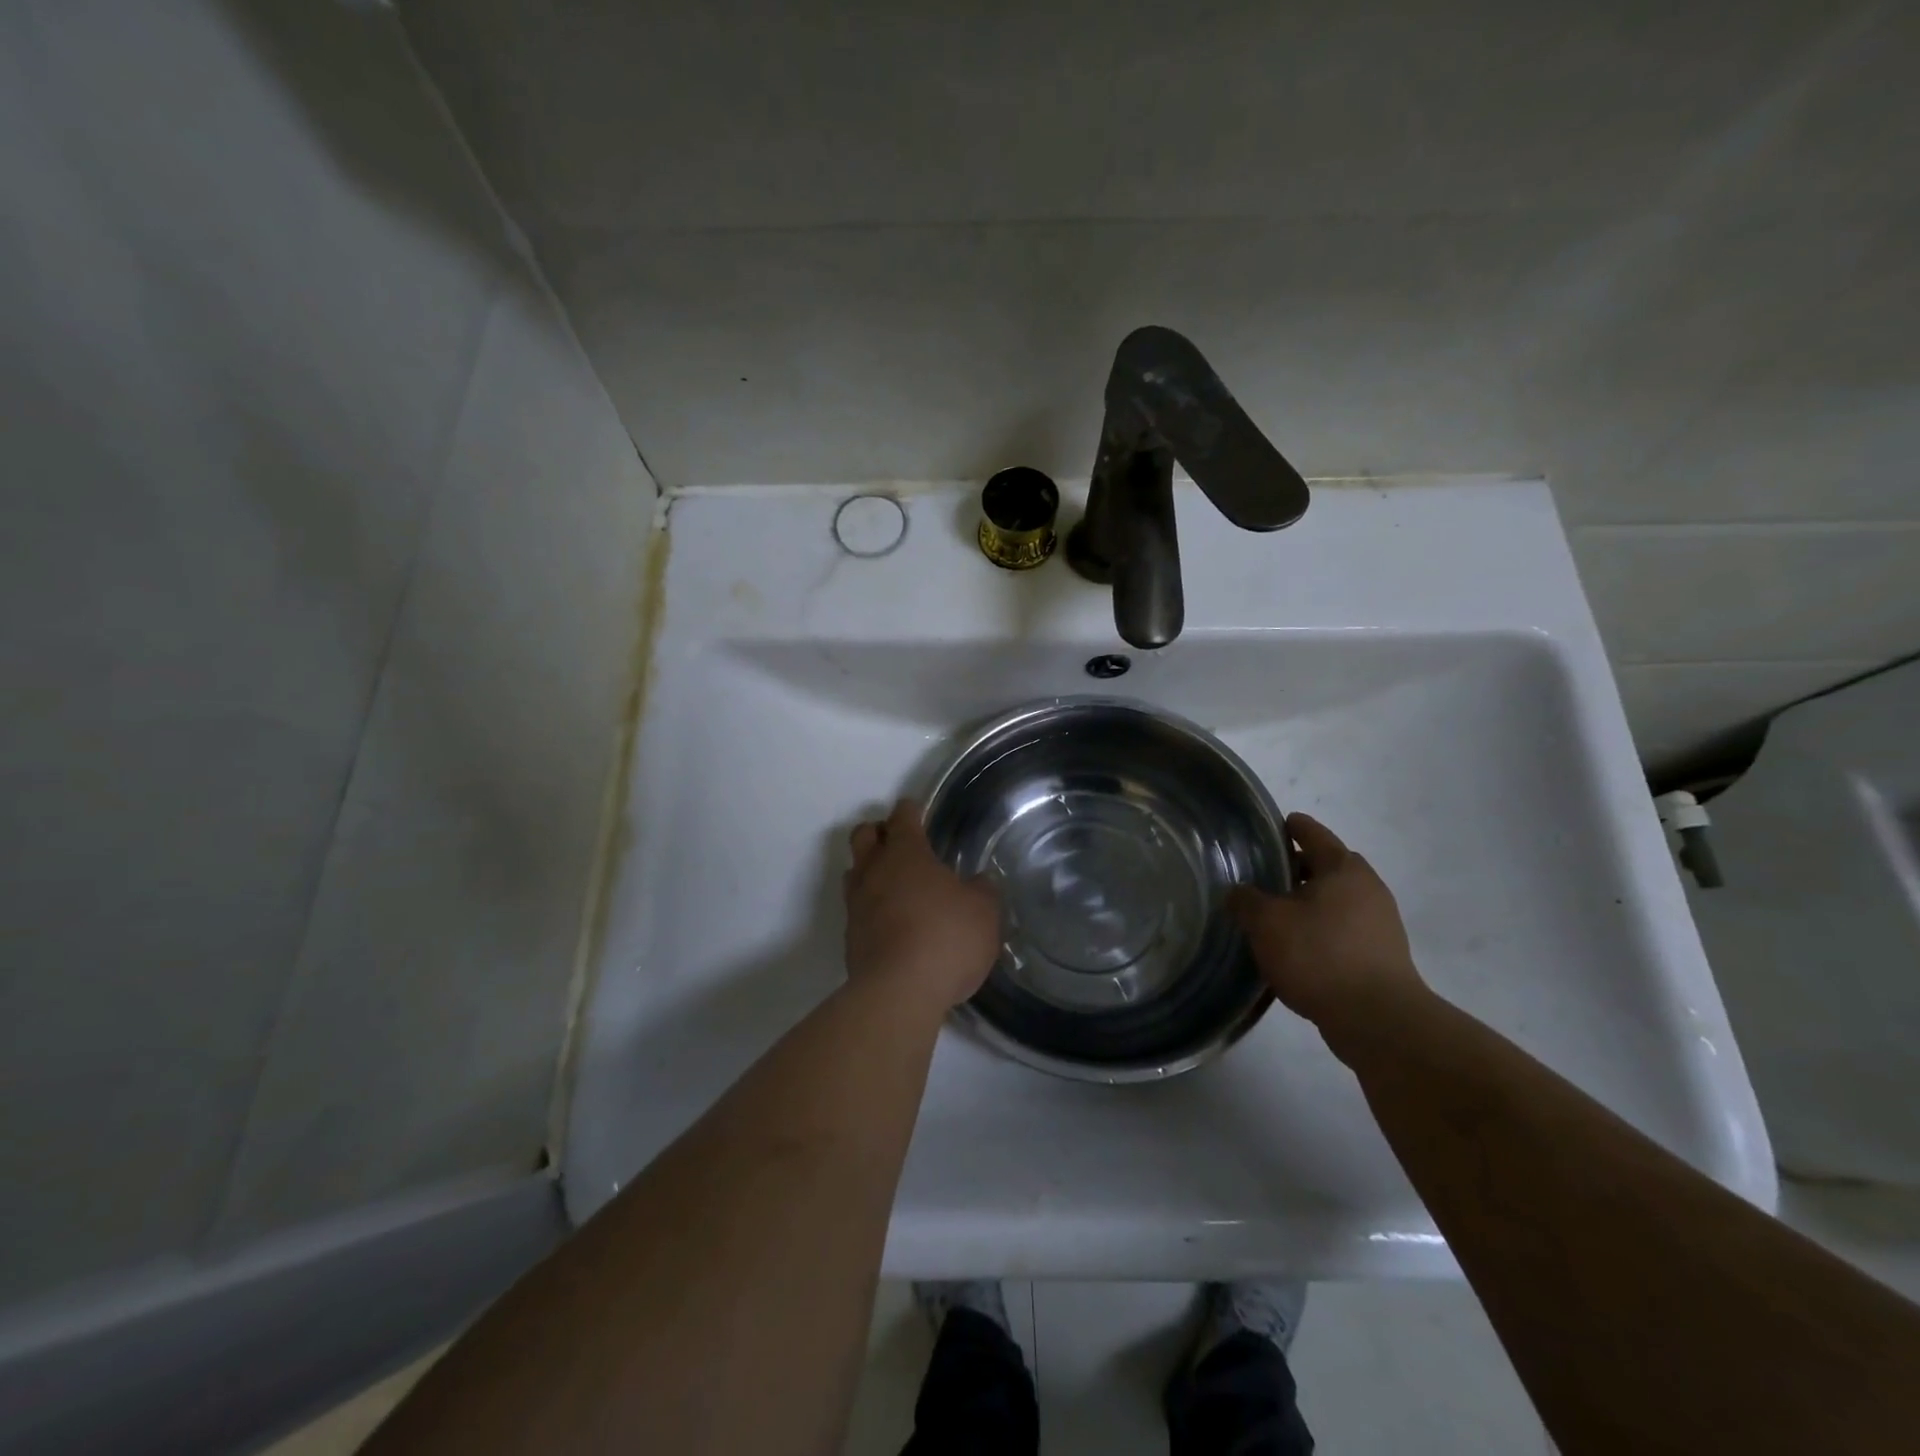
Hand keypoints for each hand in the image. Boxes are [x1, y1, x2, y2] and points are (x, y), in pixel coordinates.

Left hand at [844, 799, 1001, 1010]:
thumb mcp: (984, 912)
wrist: (898, 992)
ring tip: (892, 882)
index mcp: (906, 853)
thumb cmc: (946, 938)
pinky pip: (856, 909)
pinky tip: (891, 921)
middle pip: (863, 835)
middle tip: (898, 841)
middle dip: (878, 832)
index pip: (902, 817)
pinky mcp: (850, 938)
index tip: (915, 809)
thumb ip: (982, 890)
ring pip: (854, 872)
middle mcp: (874, 871)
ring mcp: (856, 905)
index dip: (910, 810)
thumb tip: (979, 881)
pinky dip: (870, 907)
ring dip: (869, 869)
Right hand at [1228, 813, 1426, 1035]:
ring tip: (1275, 914)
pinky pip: (1343, 930)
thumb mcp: (1266, 923)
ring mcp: (1380, 925)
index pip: (1314, 835)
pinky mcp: (1382, 957)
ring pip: (1336, 901)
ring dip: (1309, 903)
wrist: (1378, 1020)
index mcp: (1343, 869)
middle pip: (1328, 868)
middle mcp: (1368, 889)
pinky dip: (1320, 930)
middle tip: (1265, 873)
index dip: (1293, 827)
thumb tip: (1239, 892)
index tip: (1277, 824)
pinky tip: (1296, 947)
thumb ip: (1246, 900)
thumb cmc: (1319, 955)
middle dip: (1299, 868)